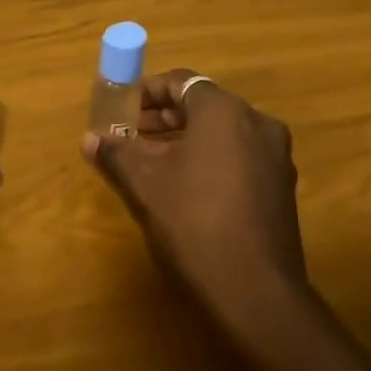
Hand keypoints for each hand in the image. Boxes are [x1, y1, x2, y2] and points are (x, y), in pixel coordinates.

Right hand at [82, 71, 306, 344]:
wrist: (254, 288)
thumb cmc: (192, 219)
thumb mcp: (143, 182)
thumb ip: (116, 152)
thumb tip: (90, 139)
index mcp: (224, 111)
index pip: (180, 82)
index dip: (146, 92)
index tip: (121, 111)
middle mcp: (257, 124)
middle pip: (202, 106)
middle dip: (163, 118)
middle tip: (130, 136)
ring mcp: (275, 157)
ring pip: (222, 133)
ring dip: (184, 139)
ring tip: (151, 162)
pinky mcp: (281, 187)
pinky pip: (238, 156)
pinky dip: (209, 159)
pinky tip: (184, 187)